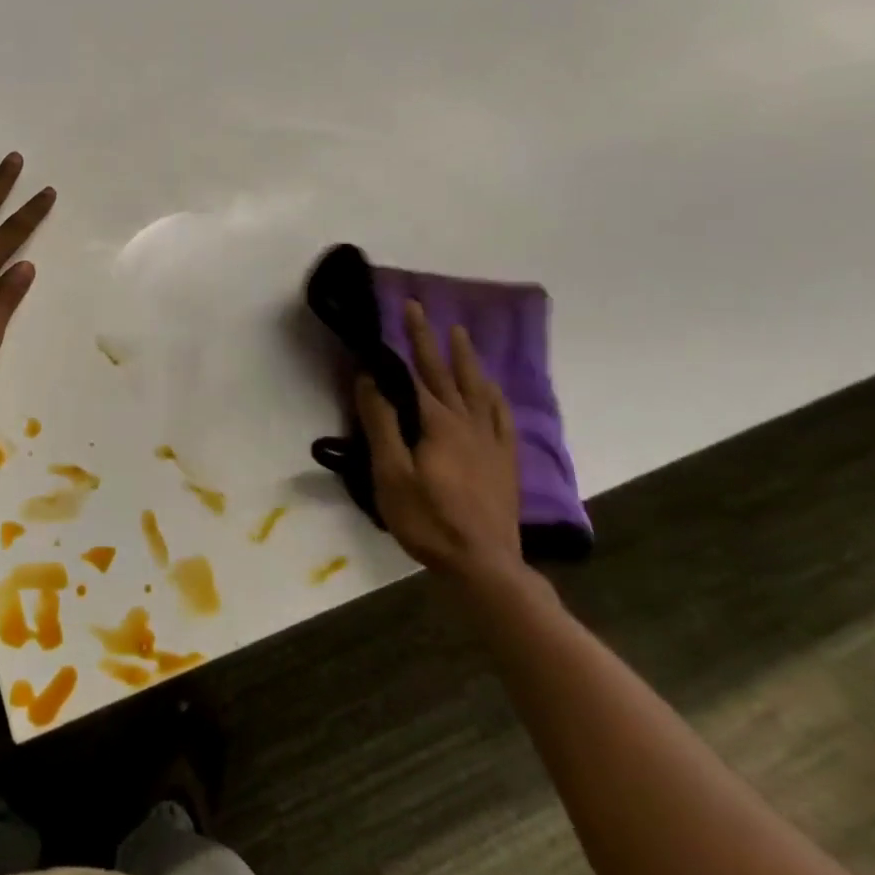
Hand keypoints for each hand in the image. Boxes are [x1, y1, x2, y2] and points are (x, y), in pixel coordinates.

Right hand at [356, 301, 522, 584]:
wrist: (485, 566)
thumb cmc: (429, 520)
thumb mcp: (391, 474)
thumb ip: (381, 424)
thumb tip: (370, 380)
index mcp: (438, 423)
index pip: (418, 371)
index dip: (408, 339)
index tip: (402, 309)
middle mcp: (468, 422)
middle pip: (446, 372)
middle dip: (430, 338)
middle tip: (420, 308)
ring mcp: (491, 441)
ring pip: (478, 388)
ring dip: (466, 358)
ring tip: (460, 334)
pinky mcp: (505, 460)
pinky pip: (502, 415)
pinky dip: (494, 394)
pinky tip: (492, 389)